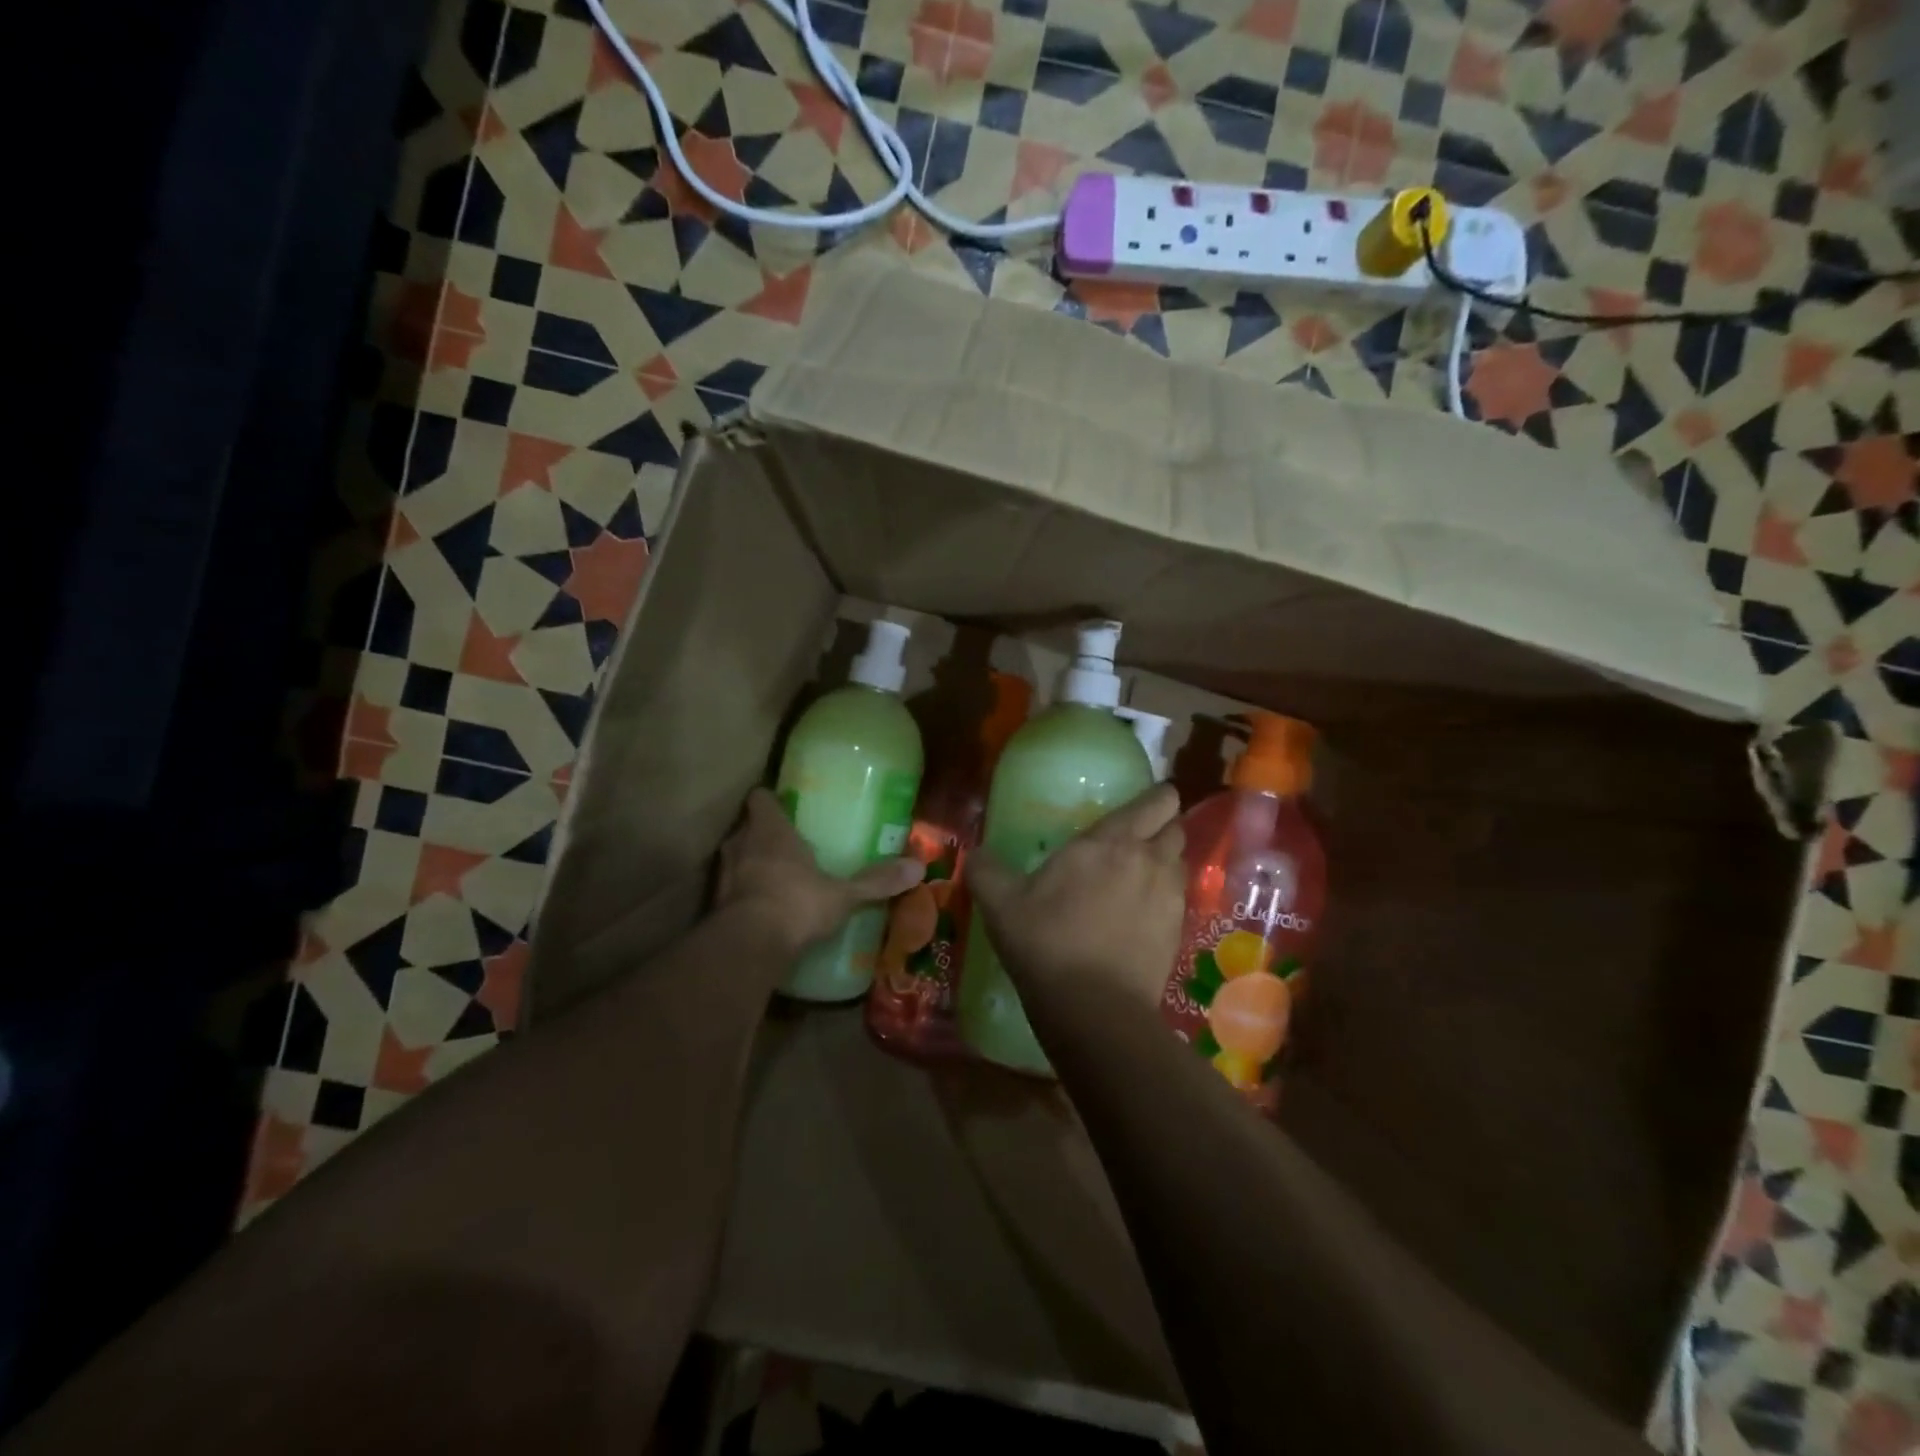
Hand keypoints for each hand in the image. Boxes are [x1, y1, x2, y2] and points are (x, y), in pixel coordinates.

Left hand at [716, 789, 924, 954]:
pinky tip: (763, 911)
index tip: (784, 806)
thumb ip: (876, 881)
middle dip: (763, 836)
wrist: (749, 946)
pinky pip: (730, 892)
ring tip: (776, 878)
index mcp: (770, 830)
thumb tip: (918, 867)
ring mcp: (723, 876)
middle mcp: (741, 845)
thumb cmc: (796, 903)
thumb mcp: (842, 894)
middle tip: (788, 845)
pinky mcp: (714, 907)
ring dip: (750, 866)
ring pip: (735, 859)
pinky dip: (744, 896)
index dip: (770, 800)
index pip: (760, 798)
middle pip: (747, 829)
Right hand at [967, 784, 1185, 1010]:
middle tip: (1138, 834)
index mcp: (1111, 842)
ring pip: (1180, 863)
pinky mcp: (1177, 933)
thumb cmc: (1046, 942)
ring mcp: (1169, 898)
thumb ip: (986, 869)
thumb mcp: (1001, 903)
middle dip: (1163, 825)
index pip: (1155, 803)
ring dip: (1165, 860)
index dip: (1158, 796)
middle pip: (1175, 828)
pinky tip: (1142, 912)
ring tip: (1139, 873)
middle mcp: (1148, 861)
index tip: (1148, 798)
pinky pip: (1178, 899)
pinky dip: (1165, 896)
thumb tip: (977, 854)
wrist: (1093, 1008)